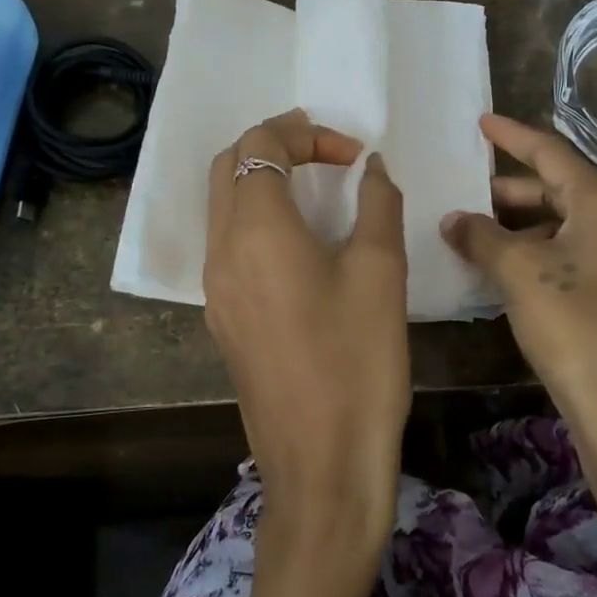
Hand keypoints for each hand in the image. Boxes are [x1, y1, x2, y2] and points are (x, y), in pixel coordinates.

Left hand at [205, 111, 409, 577]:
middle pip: (228, 166)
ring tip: (315, 187)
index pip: (260, 145)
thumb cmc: (358, 361)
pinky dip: (257, 219)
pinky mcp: (223, 318)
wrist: (322, 463)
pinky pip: (228, 244)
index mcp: (255, 230)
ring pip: (222, 205)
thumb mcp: (381, 272)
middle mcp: (220, 251)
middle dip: (275, 144)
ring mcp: (214, 289)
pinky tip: (301, 242)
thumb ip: (376, 204)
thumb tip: (372, 168)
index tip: (353, 154)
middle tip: (327, 153)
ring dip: (261, 180)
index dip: (305, 132)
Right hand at [441, 114, 596, 430]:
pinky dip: (541, 254)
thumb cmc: (574, 325)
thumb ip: (481, 237)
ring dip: (522, 228)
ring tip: (477, 239)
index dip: (512, 136)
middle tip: (466, 196)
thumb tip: (454, 220)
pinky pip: (578, 257)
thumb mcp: (518, 273)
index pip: (552, 153)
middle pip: (561, 191)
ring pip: (568, 227)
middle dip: (509, 192)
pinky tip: (509, 273)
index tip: (481, 123)